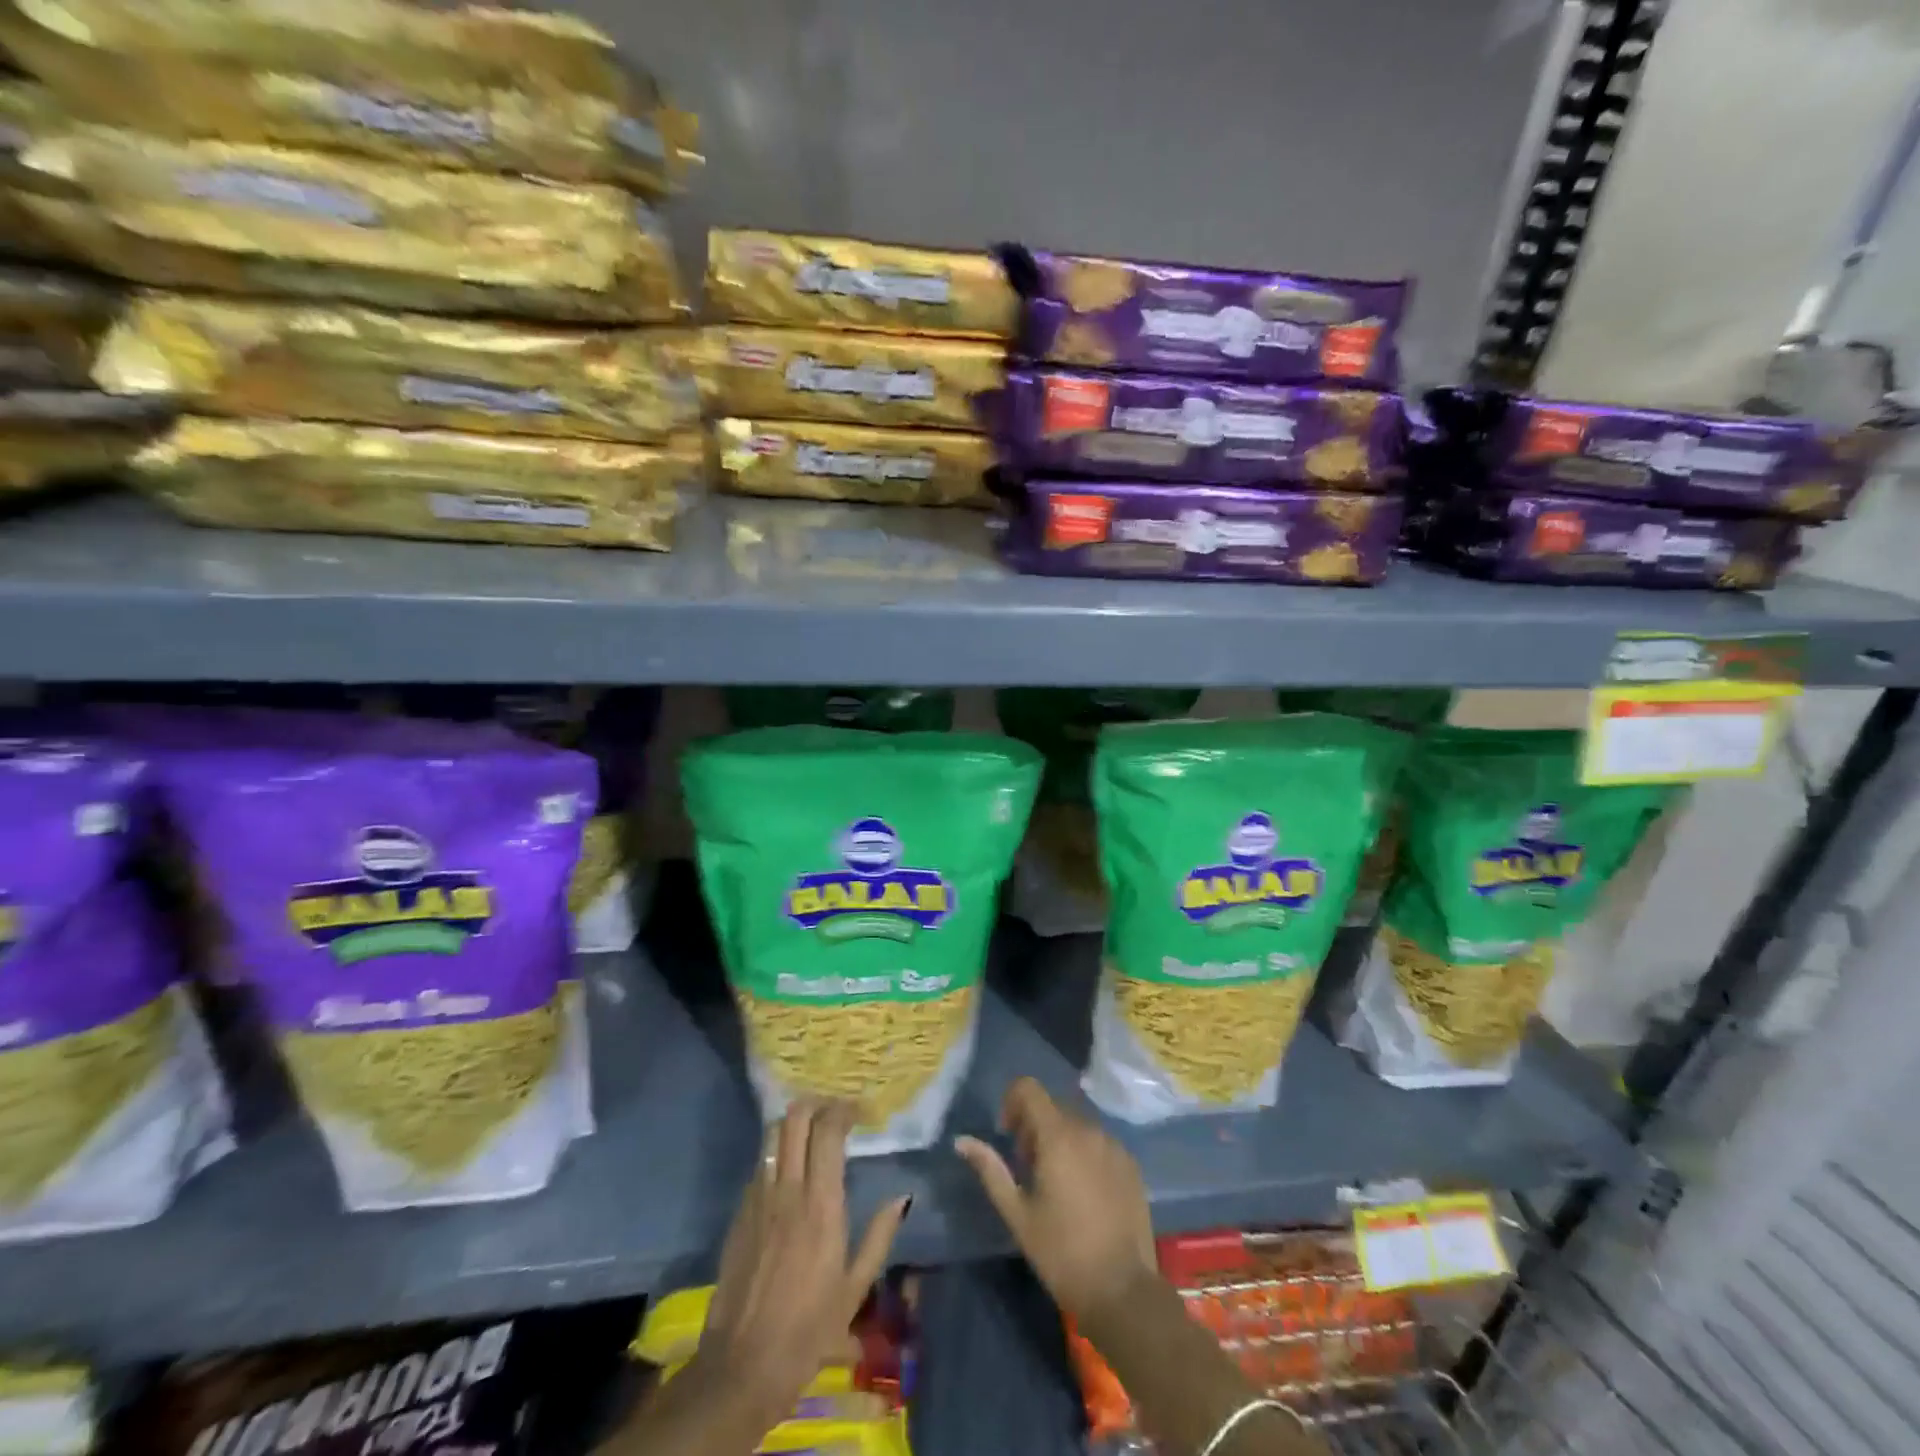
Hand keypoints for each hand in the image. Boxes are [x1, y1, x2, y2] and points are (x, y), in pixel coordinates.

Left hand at [695, 1101, 910, 1424]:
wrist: (742, 1365)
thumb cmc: (808, 1329)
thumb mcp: (855, 1288)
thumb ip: (879, 1236)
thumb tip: (902, 1197)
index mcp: (821, 1204)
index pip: (828, 1131)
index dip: (845, 1110)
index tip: (861, 1111)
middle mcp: (788, 1189)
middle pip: (795, 1118)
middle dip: (817, 1103)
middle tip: (836, 1111)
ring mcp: (758, 1197)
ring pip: (773, 1134)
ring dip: (794, 1122)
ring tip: (812, 1129)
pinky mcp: (739, 1211)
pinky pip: (760, 1163)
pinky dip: (778, 1151)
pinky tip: (790, 1168)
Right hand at [955, 1078, 1155, 1321]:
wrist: (1123, 1292)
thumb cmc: (1062, 1253)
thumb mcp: (1018, 1214)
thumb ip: (990, 1170)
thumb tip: (962, 1141)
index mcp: (1058, 1136)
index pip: (1029, 1088)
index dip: (1012, 1102)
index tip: (1009, 1136)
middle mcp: (1089, 1129)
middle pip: (1053, 1107)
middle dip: (1034, 1127)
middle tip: (1028, 1170)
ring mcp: (1114, 1145)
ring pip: (1077, 1124)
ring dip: (1060, 1139)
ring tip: (1056, 1185)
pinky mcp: (1131, 1164)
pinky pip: (1099, 1142)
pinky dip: (1084, 1153)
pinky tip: (1084, 1194)